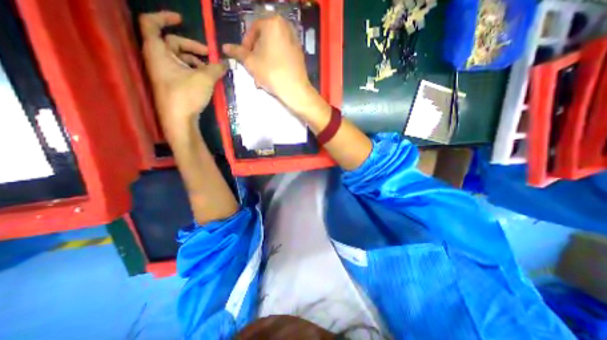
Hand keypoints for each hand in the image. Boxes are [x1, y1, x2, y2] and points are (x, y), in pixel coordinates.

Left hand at [139, 11, 227, 139]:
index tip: (182, 20)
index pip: (151, 23)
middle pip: (172, 43)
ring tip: (210, 71)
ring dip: (196, 61)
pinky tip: (205, 79)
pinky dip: (193, 71)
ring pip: (179, 59)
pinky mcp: (171, 84)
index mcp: (158, 51)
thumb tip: (226, 62)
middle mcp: (157, 59)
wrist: (178, 120)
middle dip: (192, 47)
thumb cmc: (186, 95)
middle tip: (210, 55)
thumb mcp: (205, 78)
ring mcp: (164, 73)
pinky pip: (181, 70)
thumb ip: (216, 68)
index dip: (165, 17)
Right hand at [222, 15, 317, 113]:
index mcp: (273, 23)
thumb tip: (225, 47)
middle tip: (253, 68)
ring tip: (261, 77)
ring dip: (265, 62)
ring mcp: (295, 41)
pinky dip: (276, 63)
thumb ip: (238, 52)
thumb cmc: (271, 72)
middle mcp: (286, 27)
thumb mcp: (250, 62)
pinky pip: (283, 55)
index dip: (245, 45)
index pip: (253, 30)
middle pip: (264, 40)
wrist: (295, 89)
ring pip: (274, 49)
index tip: (244, 58)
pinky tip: (272, 76)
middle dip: (256, 55)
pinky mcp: (299, 54)